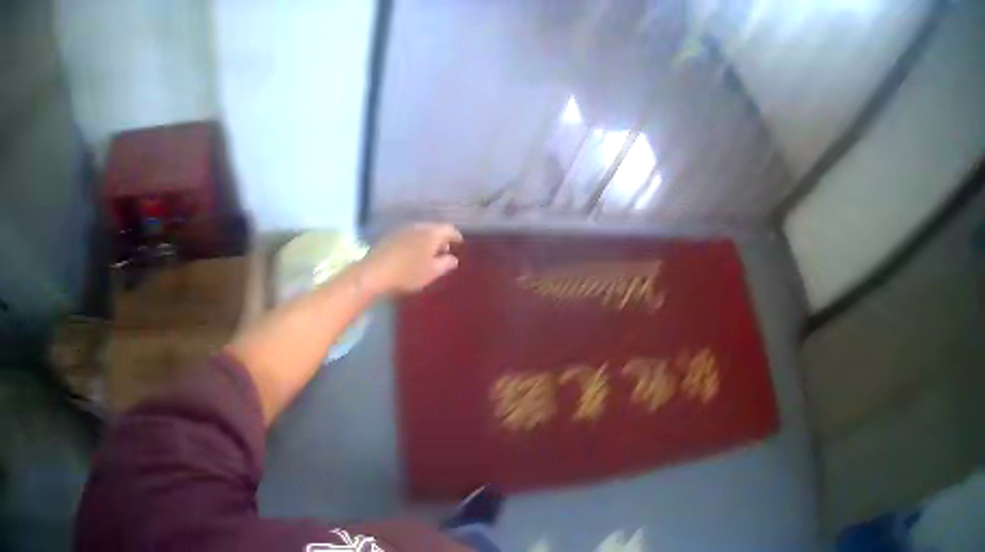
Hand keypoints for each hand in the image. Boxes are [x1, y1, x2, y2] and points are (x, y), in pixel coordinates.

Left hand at [358, 223, 462, 294]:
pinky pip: (408, 236)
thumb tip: (453, 258)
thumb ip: (445, 264)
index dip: (456, 236)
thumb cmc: (408, 273)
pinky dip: (414, 242)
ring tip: (427, 255)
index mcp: (431, 233)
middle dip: (440, 239)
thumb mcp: (431, 272)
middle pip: (433, 228)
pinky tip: (411, 255)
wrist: (374, 272)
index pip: (449, 229)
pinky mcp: (390, 236)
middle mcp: (418, 226)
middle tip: (444, 251)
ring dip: (426, 241)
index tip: (459, 243)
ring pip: (420, 231)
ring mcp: (402, 230)